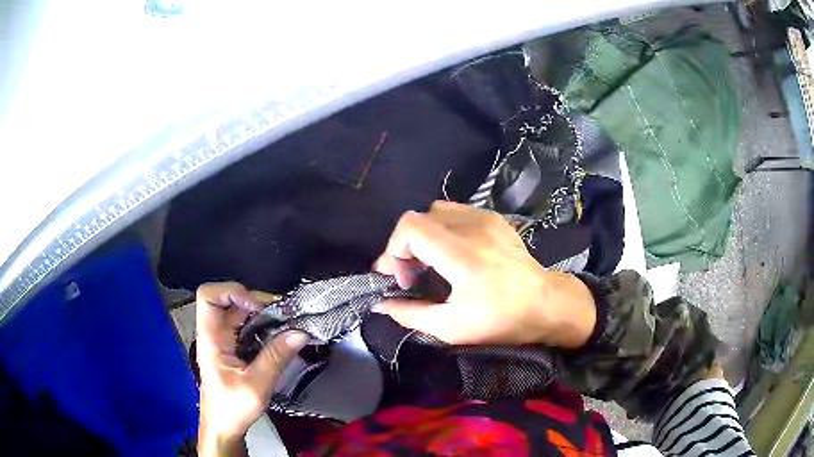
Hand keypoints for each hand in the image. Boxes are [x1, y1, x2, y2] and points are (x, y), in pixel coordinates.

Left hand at [196, 282, 308, 456]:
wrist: (224, 427)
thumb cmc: (233, 408)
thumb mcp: (256, 385)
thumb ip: (276, 357)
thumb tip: (301, 332)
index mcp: (211, 339)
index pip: (208, 296)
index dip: (232, 292)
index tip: (258, 307)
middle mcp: (214, 333)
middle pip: (228, 300)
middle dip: (256, 301)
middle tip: (284, 313)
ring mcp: (223, 340)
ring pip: (239, 313)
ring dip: (262, 313)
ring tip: (287, 321)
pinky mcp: (232, 348)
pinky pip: (246, 327)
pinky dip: (263, 325)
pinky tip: (279, 335)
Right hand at [373, 201, 595, 347]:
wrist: (547, 303)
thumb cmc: (502, 320)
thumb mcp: (453, 328)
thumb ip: (410, 315)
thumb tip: (380, 304)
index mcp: (462, 256)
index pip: (410, 227)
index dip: (394, 250)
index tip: (403, 279)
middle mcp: (472, 228)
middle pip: (418, 218)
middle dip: (405, 247)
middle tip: (413, 275)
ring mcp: (485, 219)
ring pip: (435, 212)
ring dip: (424, 236)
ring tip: (432, 262)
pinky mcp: (494, 218)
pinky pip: (455, 212)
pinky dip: (443, 229)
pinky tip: (452, 252)